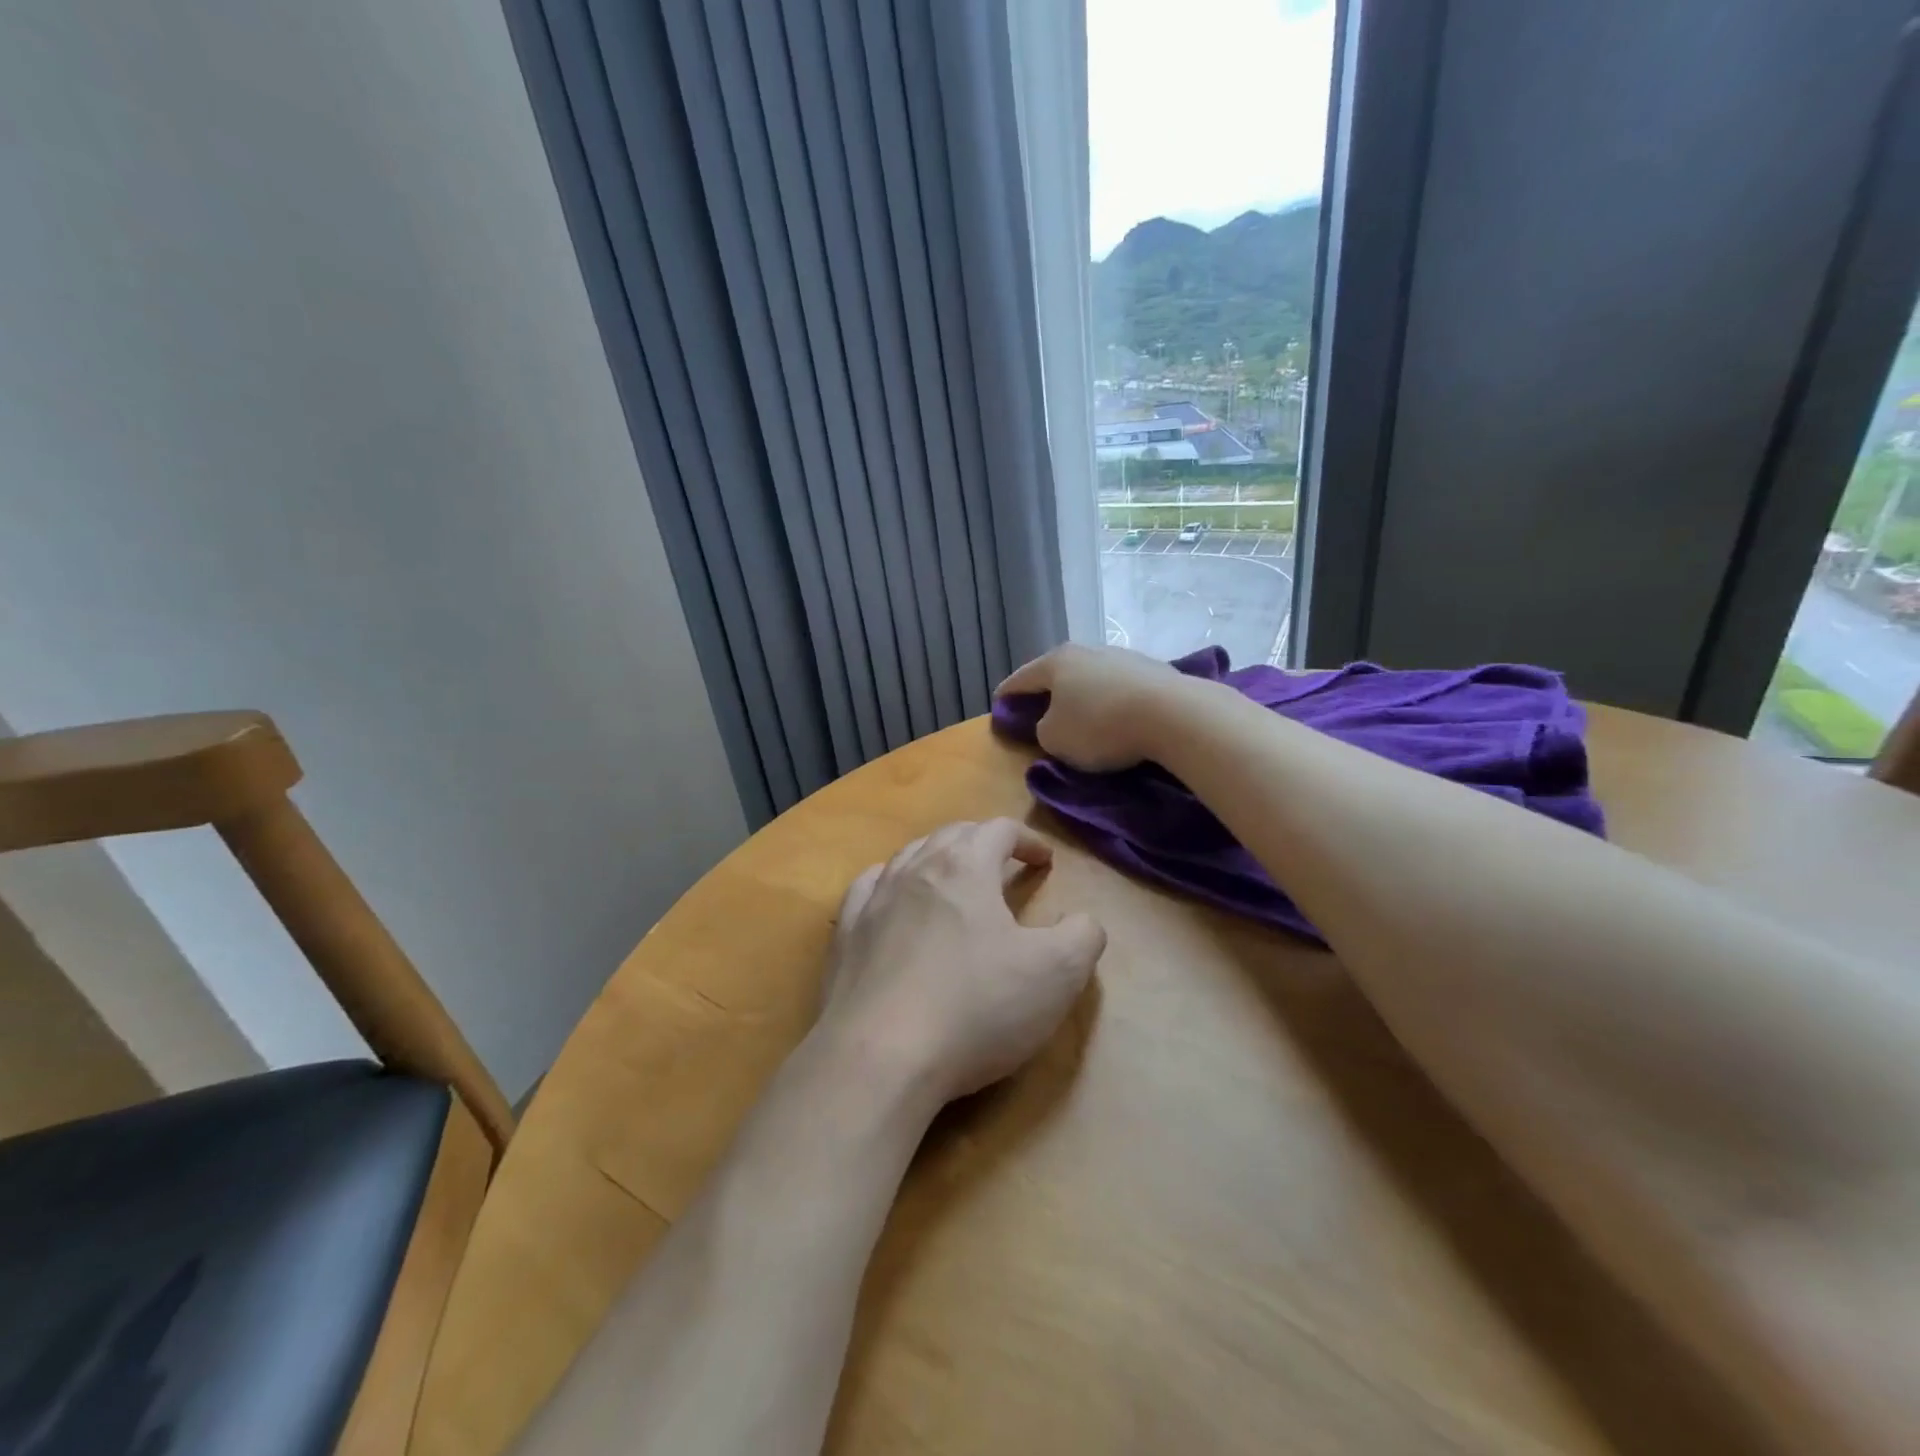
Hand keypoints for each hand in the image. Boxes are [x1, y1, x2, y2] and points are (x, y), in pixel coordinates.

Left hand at [819, 819, 1106, 1106]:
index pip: (999, 830)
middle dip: (983, 842)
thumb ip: (1083, 936)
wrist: (879, 1057)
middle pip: (953, 835)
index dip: (1027, 839)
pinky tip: (893, 899)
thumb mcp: (1057, 974)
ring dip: (938, 858)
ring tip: (953, 879)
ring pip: (909, 856)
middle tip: (1004, 863)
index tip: (1044, 861)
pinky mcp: (846, 935)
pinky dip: (890, 883)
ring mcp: (874, 900)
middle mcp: (915, 869)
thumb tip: (1083, 921)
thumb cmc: (975, 1007)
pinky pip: (869, 888)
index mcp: (965, 867)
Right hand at [996, 643, 1190, 771]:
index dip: (1007, 694)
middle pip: (1058, 672)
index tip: (998, 704)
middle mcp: (1087, 651)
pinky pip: (1119, 687)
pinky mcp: (1153, 669)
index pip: (1021, 678)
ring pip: (1091, 677)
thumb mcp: (1055, 739)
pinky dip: (1111, 700)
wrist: (1172, 714)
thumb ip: (1042, 730)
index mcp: (1056, 662)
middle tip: (1040, 710)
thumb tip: (1052, 723)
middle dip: (1047, 691)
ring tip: (1081, 715)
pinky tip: (1116, 716)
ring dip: (1082, 695)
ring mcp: (1122, 656)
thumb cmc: (1100, 726)